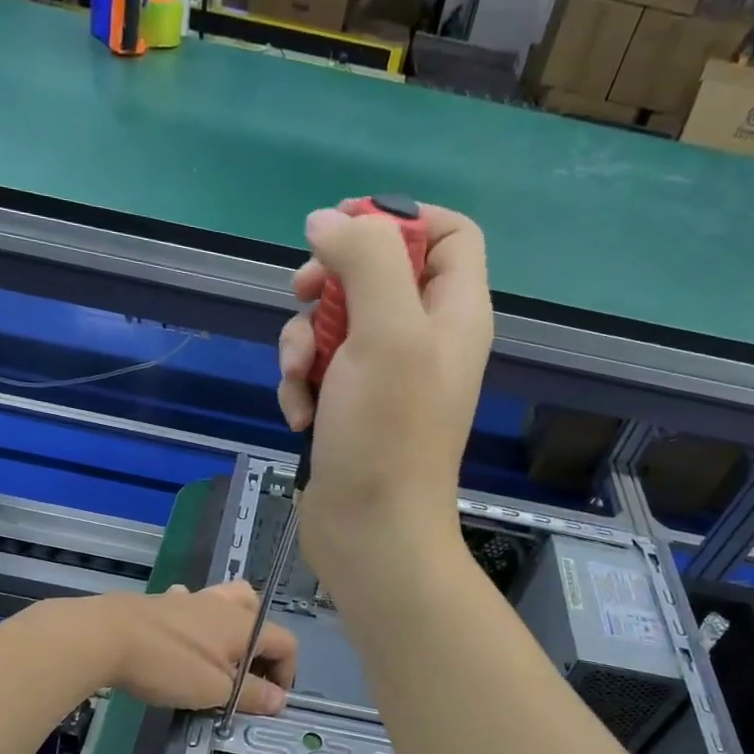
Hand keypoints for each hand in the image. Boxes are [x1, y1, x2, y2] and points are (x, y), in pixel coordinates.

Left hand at [95, 581, 296, 715]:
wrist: (105, 636)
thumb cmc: (168, 665)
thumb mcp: (215, 690)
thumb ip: (251, 694)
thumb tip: (281, 699)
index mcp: (244, 625)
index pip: (286, 642)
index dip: (287, 673)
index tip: (269, 701)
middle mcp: (223, 606)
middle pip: (259, 612)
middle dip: (261, 643)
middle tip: (247, 674)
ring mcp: (191, 600)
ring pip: (227, 601)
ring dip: (231, 626)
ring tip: (220, 656)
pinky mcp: (162, 602)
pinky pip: (191, 605)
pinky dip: (195, 621)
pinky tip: (181, 640)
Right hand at [277, 202, 492, 595]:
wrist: (370, 533)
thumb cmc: (387, 435)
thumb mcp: (385, 333)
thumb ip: (365, 261)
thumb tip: (326, 222)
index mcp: (454, 313)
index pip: (448, 233)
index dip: (399, 219)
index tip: (344, 230)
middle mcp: (424, 339)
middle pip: (376, 272)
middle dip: (328, 283)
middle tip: (301, 294)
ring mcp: (385, 377)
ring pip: (333, 322)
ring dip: (302, 344)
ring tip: (302, 382)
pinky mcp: (351, 408)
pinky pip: (318, 370)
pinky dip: (301, 385)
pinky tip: (300, 417)